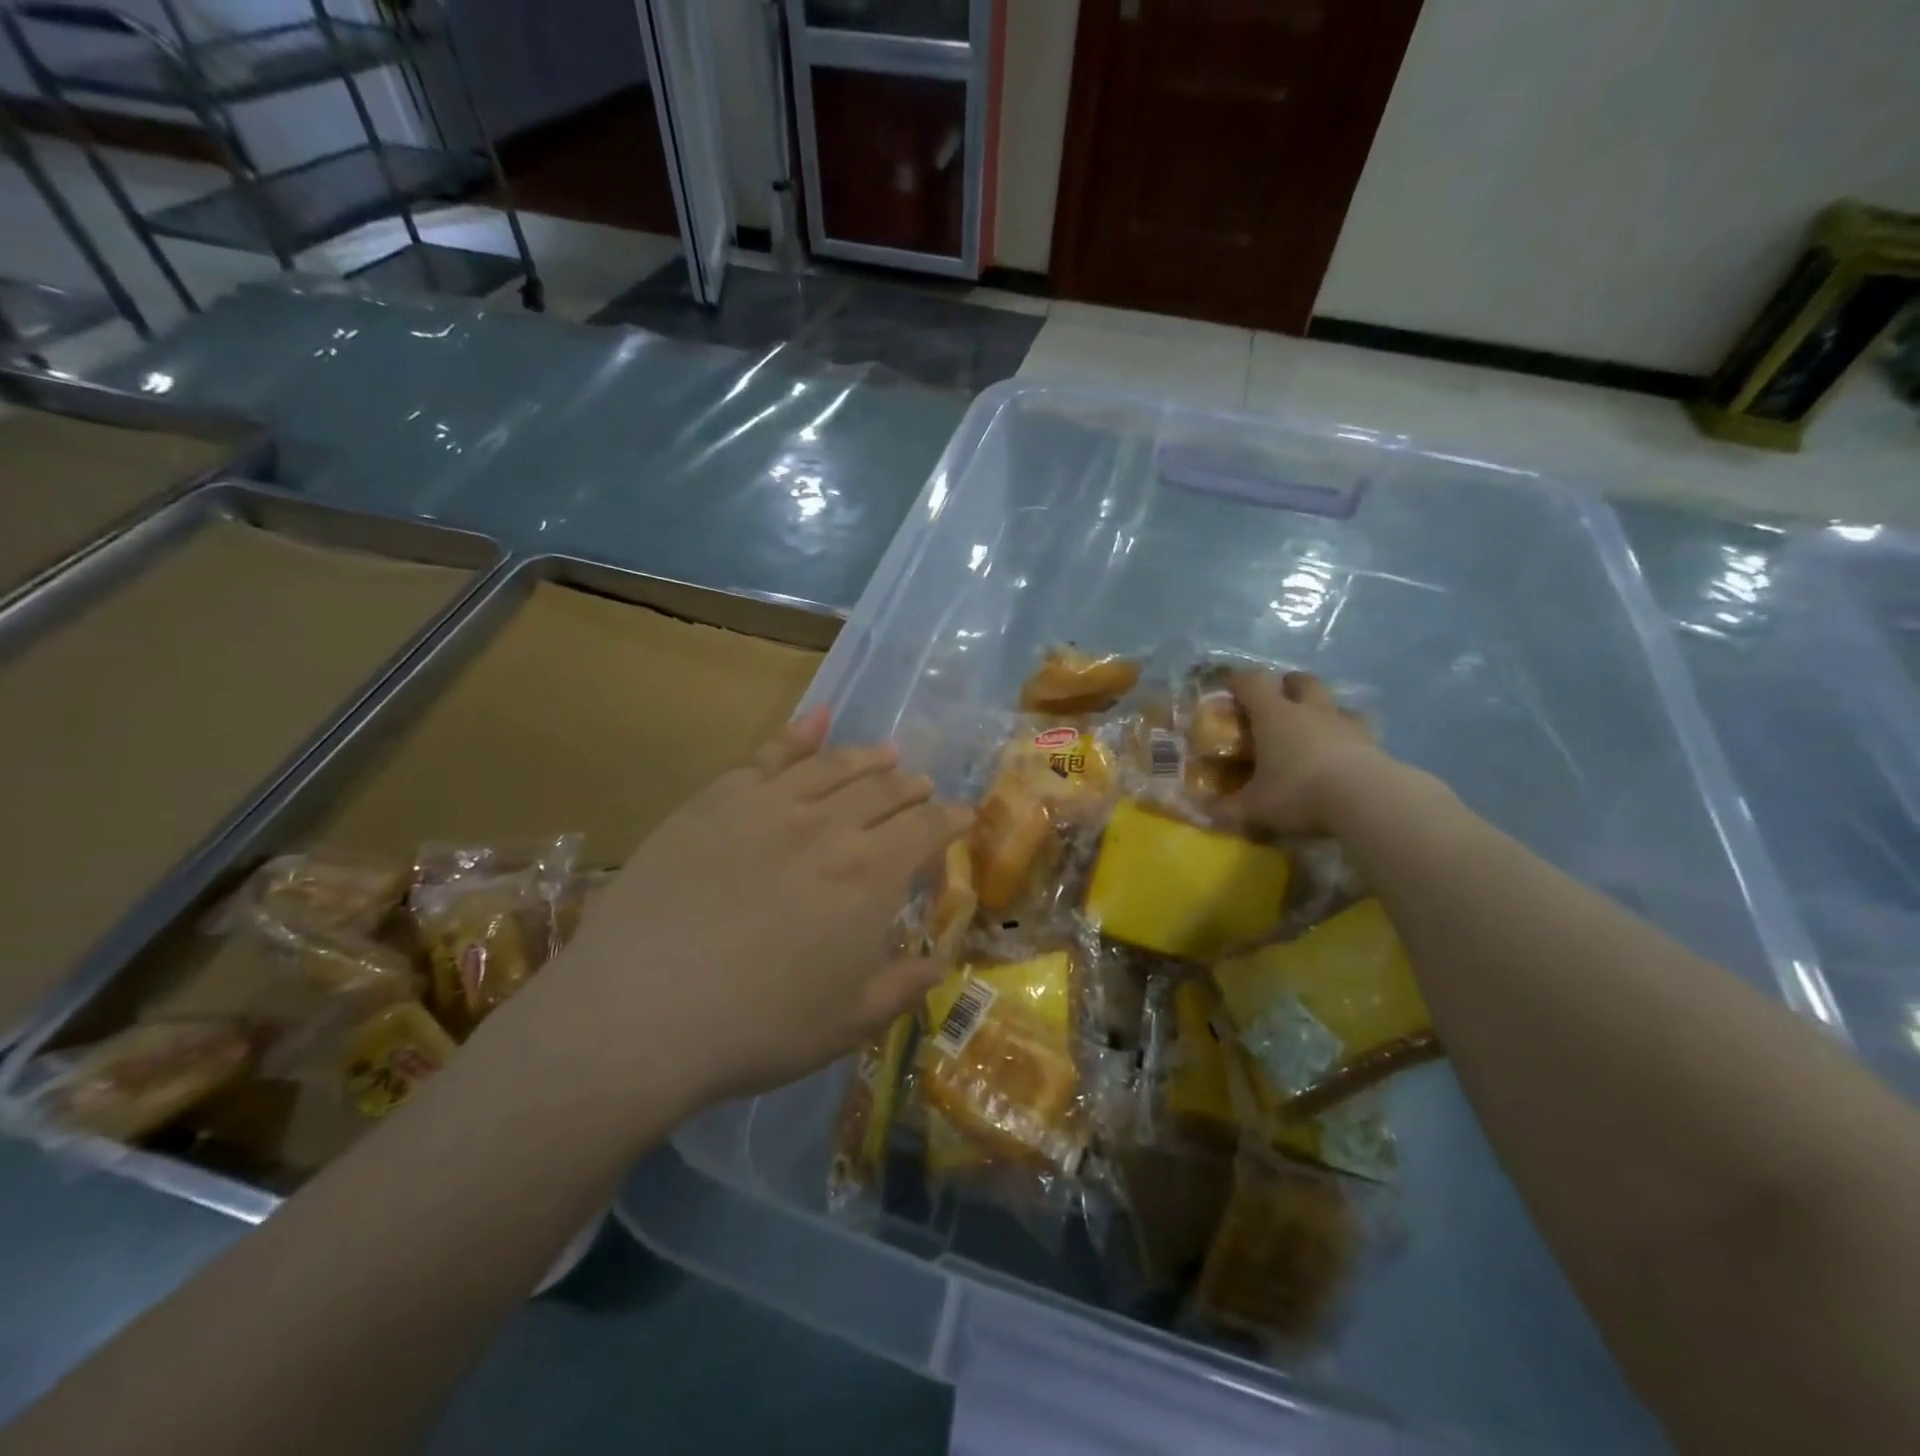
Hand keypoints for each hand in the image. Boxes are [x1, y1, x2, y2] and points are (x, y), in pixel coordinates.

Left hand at [552, 706, 968, 1111]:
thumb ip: (904, 986)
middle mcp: (830, 826)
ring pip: (835, 766)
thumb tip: (942, 963)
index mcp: (871, 875)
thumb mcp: (848, 1023)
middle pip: (886, 790)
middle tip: (923, 789)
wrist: (642, 1010)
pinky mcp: (718, 799)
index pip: (927, 829)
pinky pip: (769, 755)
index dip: (952, 819)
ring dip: (870, 758)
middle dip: (913, 788)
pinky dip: (799, 734)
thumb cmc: (758, 1027)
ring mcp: (771, 805)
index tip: (964, 816)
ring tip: (888, 754)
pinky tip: (817, 720)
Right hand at [1225, 669, 1383, 835]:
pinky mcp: (1372, 743)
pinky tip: (1341, 753)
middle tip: (1276, 701)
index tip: (1229, 687)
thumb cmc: (1298, 792)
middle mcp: (1310, 711)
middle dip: (1287, 685)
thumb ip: (1226, 808)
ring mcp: (1345, 724)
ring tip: (1312, 729)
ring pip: (1332, 702)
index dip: (1238, 681)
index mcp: (1274, 715)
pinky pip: (1357, 729)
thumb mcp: (1254, 807)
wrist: (1367, 799)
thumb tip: (1202, 810)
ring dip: (1320, 708)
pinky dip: (1345, 735)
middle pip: (1300, 680)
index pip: (1253, 682)